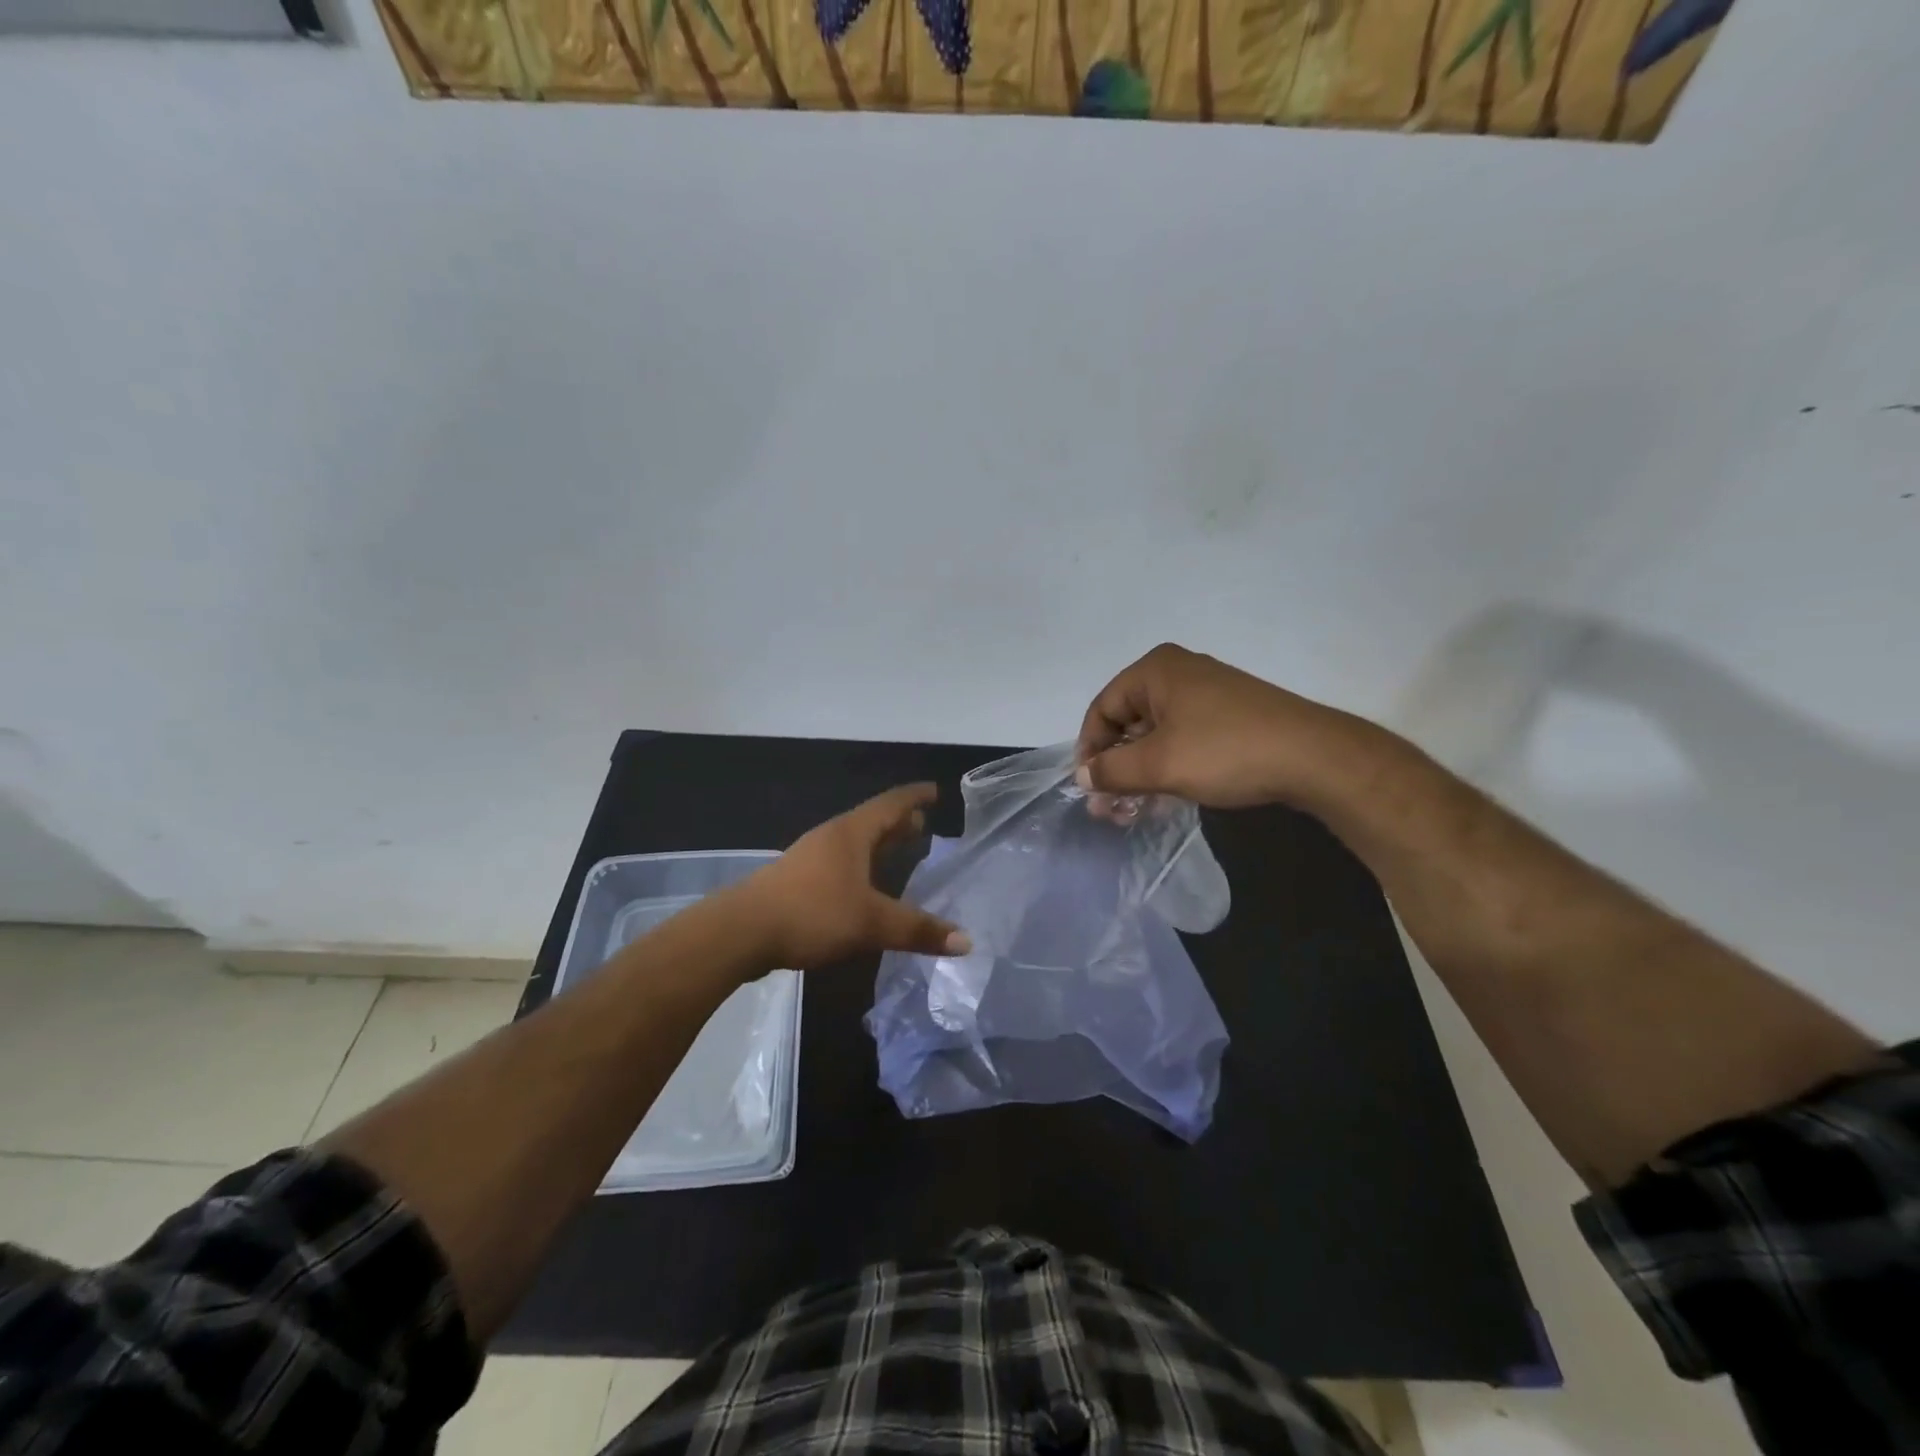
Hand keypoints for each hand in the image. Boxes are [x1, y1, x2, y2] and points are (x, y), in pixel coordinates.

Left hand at [731, 784, 971, 971]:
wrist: (741, 931)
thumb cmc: (812, 913)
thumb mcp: (871, 923)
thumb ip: (918, 930)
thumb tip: (966, 941)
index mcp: (851, 834)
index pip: (891, 804)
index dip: (915, 796)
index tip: (935, 790)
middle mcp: (831, 838)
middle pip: (872, 821)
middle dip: (899, 822)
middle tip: (924, 824)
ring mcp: (810, 858)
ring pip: (854, 843)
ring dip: (878, 844)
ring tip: (899, 852)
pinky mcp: (796, 880)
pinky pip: (839, 862)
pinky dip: (861, 865)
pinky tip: (864, 887)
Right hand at [1075, 643, 1373, 808]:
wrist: (1312, 757)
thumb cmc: (1224, 751)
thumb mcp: (1159, 764)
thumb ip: (1112, 771)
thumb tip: (1082, 776)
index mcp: (1155, 670)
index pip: (1102, 708)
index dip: (1089, 749)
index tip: (1089, 788)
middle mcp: (1178, 673)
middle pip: (1127, 721)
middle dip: (1115, 766)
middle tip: (1109, 807)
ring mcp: (1207, 693)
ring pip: (1155, 734)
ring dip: (1139, 772)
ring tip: (1133, 810)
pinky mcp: (1228, 715)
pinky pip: (1182, 738)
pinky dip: (1167, 766)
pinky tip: (1165, 798)